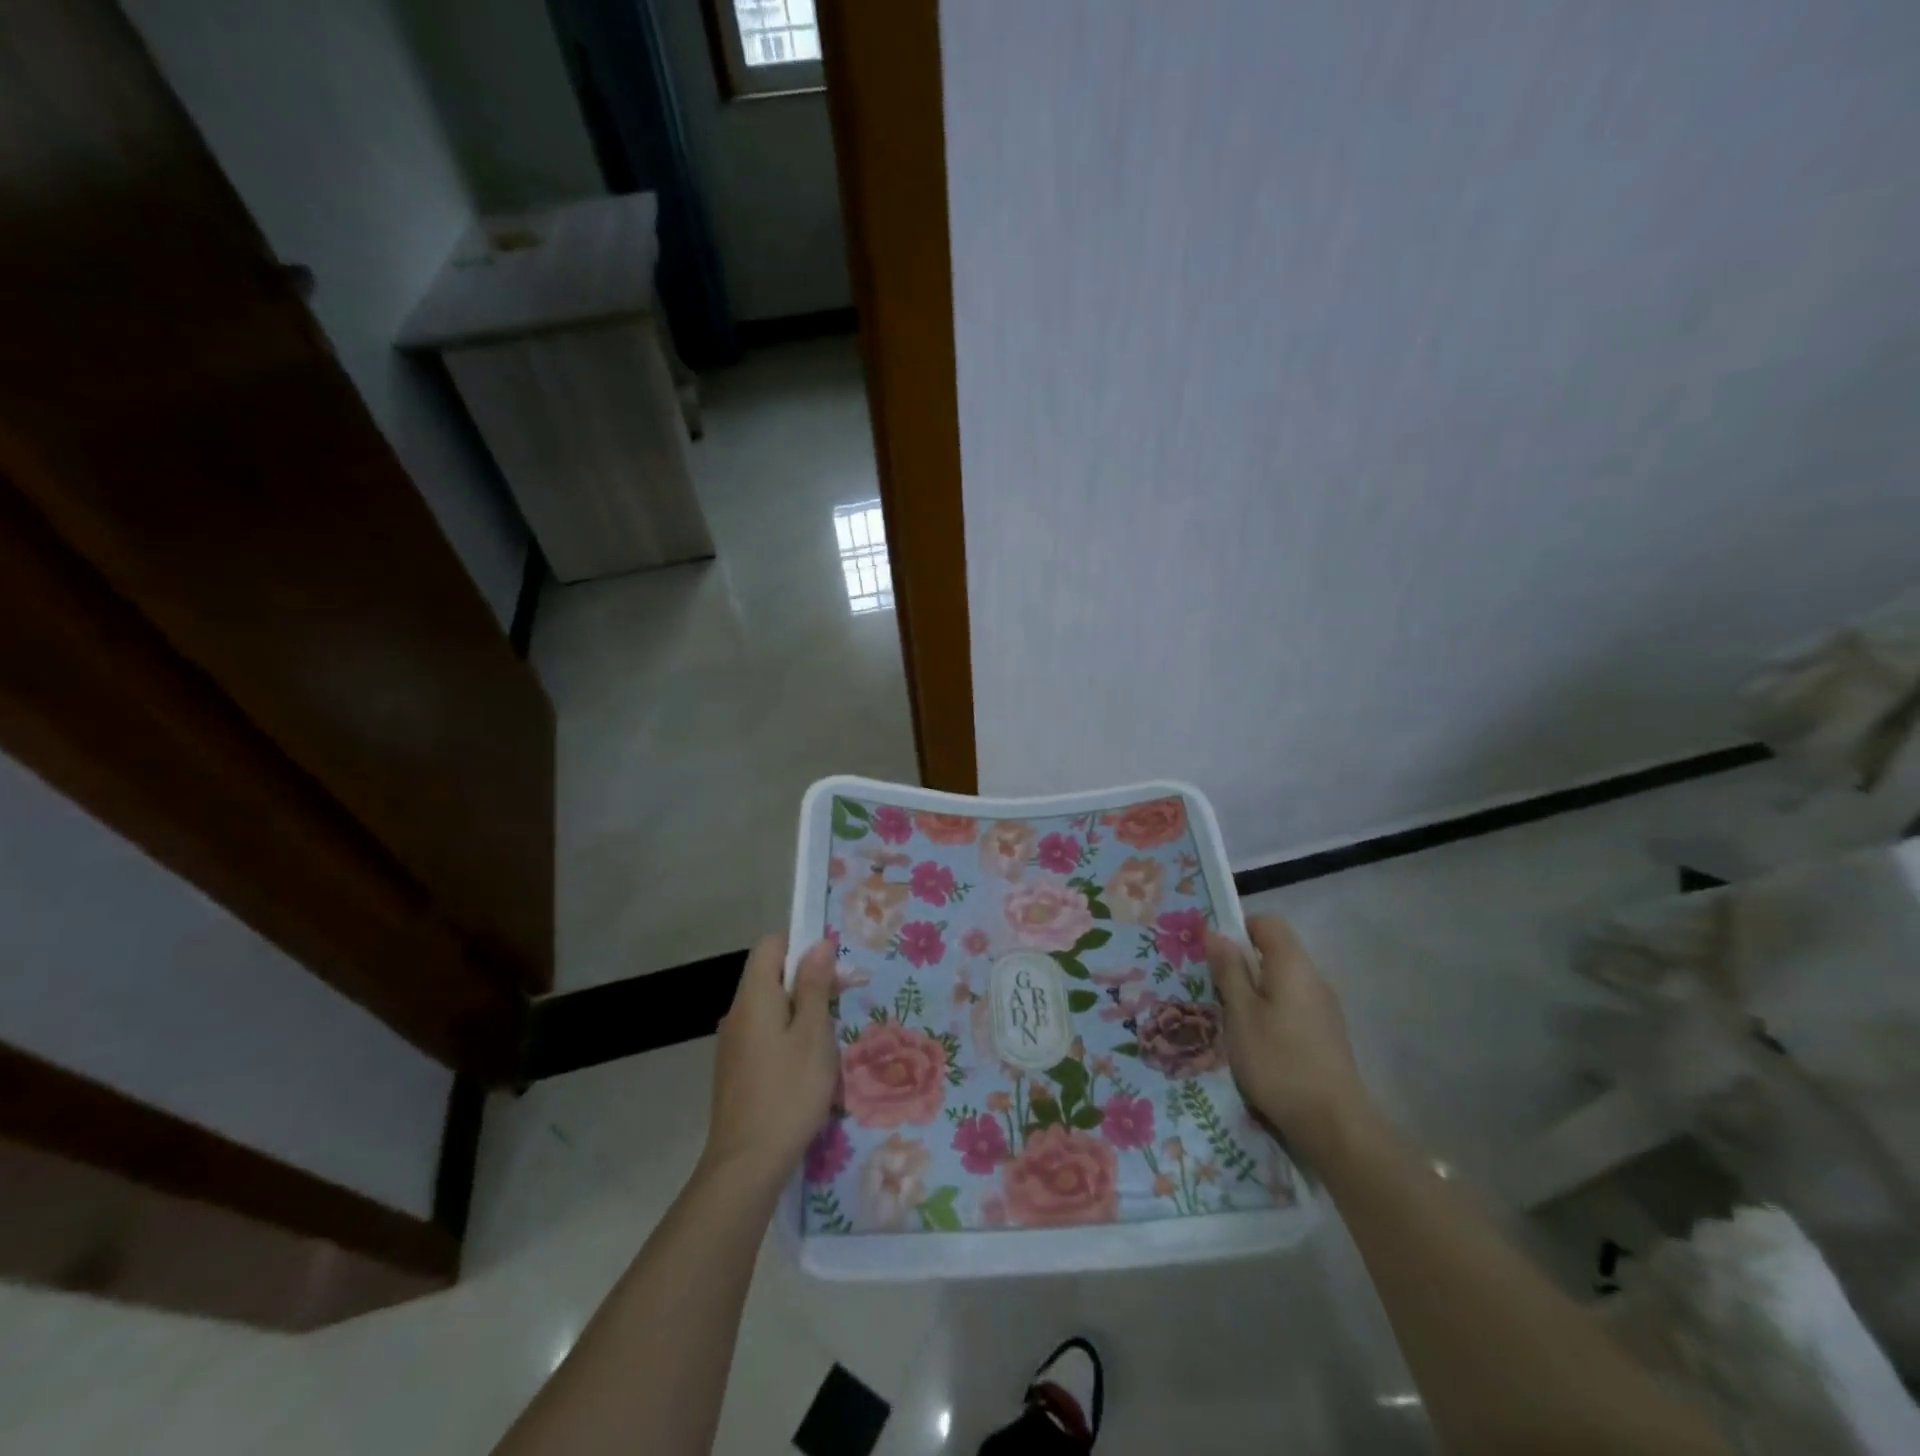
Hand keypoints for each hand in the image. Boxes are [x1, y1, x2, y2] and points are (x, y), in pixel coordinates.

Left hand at [701, 935, 837, 1184]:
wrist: (746, 1165)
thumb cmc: (788, 1092)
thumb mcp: (813, 1034)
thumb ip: (815, 986)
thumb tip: (818, 944)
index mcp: (754, 997)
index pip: (771, 945)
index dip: (801, 946)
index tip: (832, 969)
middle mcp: (737, 1013)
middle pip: (771, 976)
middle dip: (807, 982)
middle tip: (841, 1006)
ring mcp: (732, 1044)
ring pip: (770, 1009)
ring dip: (800, 1013)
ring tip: (828, 1041)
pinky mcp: (734, 1071)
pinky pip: (764, 1036)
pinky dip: (787, 1038)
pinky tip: (806, 1068)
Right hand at [1207, 915, 1372, 1163]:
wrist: (1334, 1124)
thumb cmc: (1278, 1060)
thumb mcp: (1240, 1013)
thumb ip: (1229, 970)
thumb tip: (1217, 933)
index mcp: (1292, 965)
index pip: (1267, 923)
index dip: (1238, 929)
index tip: (1213, 954)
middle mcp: (1313, 978)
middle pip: (1275, 952)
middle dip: (1242, 964)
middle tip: (1212, 988)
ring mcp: (1324, 1008)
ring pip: (1282, 982)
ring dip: (1254, 991)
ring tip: (1229, 1018)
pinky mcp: (1326, 1034)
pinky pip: (1292, 1006)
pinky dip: (1270, 1012)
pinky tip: (1255, 1042)